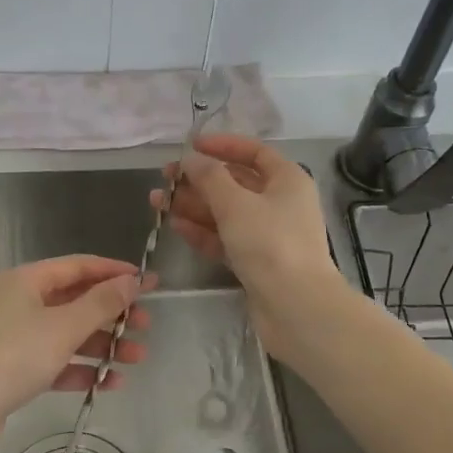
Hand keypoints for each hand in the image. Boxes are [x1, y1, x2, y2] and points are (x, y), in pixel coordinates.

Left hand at [0, 255, 151, 452]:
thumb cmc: (15, 357)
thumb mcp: (64, 327)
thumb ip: (101, 303)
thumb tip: (132, 280)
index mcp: (24, 281)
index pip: (77, 266)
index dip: (113, 272)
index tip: (147, 281)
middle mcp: (17, 302)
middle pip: (73, 300)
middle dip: (111, 314)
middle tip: (145, 325)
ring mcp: (12, 336)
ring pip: (66, 333)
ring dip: (102, 345)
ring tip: (136, 359)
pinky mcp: (11, 369)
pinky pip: (54, 361)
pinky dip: (80, 369)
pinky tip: (109, 383)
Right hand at [153, 134, 343, 356]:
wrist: (295, 307)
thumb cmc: (270, 243)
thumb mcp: (236, 203)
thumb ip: (209, 177)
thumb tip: (191, 160)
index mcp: (287, 180)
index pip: (254, 152)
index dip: (222, 145)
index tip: (191, 146)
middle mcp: (280, 203)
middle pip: (235, 183)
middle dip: (198, 180)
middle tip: (164, 178)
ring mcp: (268, 234)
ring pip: (226, 212)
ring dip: (193, 205)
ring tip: (157, 202)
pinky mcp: (256, 261)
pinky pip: (225, 238)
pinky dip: (202, 231)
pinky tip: (175, 226)